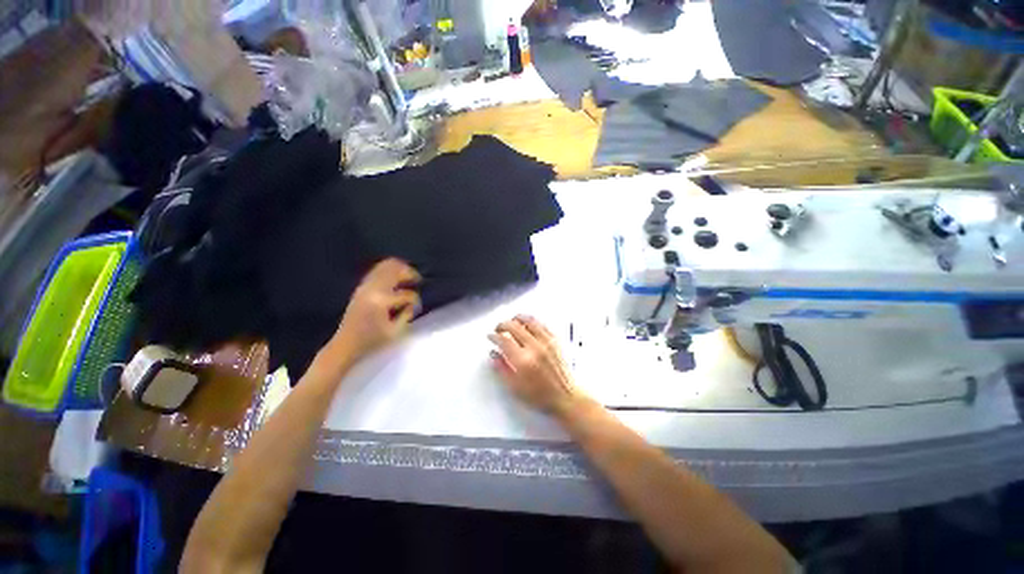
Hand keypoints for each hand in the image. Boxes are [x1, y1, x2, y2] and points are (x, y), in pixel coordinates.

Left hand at [328, 258, 420, 366]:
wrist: (345, 344)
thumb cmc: (372, 341)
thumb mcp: (395, 332)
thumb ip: (407, 314)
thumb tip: (412, 304)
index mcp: (382, 301)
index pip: (407, 294)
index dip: (416, 301)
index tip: (417, 308)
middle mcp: (373, 289)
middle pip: (395, 269)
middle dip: (409, 273)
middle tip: (418, 281)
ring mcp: (365, 286)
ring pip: (385, 266)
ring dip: (400, 269)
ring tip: (409, 277)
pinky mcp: (361, 287)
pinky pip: (378, 270)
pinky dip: (389, 271)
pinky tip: (396, 279)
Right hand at [488, 315, 582, 417]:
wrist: (565, 397)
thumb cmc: (542, 396)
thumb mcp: (515, 387)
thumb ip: (502, 369)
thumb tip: (494, 355)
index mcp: (524, 361)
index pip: (504, 340)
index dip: (494, 336)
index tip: (491, 336)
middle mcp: (535, 348)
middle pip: (515, 326)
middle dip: (503, 325)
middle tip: (499, 328)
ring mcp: (547, 342)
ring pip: (529, 321)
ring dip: (517, 318)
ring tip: (512, 320)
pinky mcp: (555, 341)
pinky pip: (542, 324)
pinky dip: (532, 321)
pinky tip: (528, 323)